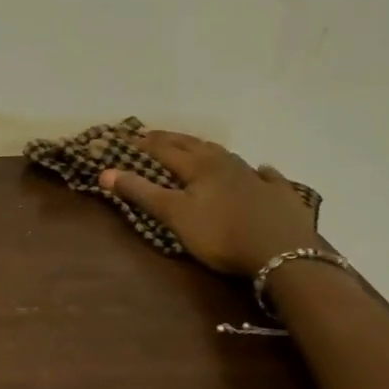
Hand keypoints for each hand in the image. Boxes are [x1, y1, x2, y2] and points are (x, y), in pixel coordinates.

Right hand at [99, 131, 318, 277]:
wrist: (282, 254)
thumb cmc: (220, 234)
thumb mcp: (173, 215)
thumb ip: (140, 192)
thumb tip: (105, 172)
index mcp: (199, 166)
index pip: (164, 149)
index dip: (144, 143)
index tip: (127, 136)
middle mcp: (226, 164)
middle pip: (195, 146)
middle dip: (172, 140)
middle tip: (154, 134)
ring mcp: (257, 177)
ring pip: (227, 156)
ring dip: (207, 150)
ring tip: (197, 148)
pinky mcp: (280, 195)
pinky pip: (267, 176)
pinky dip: (258, 170)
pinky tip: (261, 169)